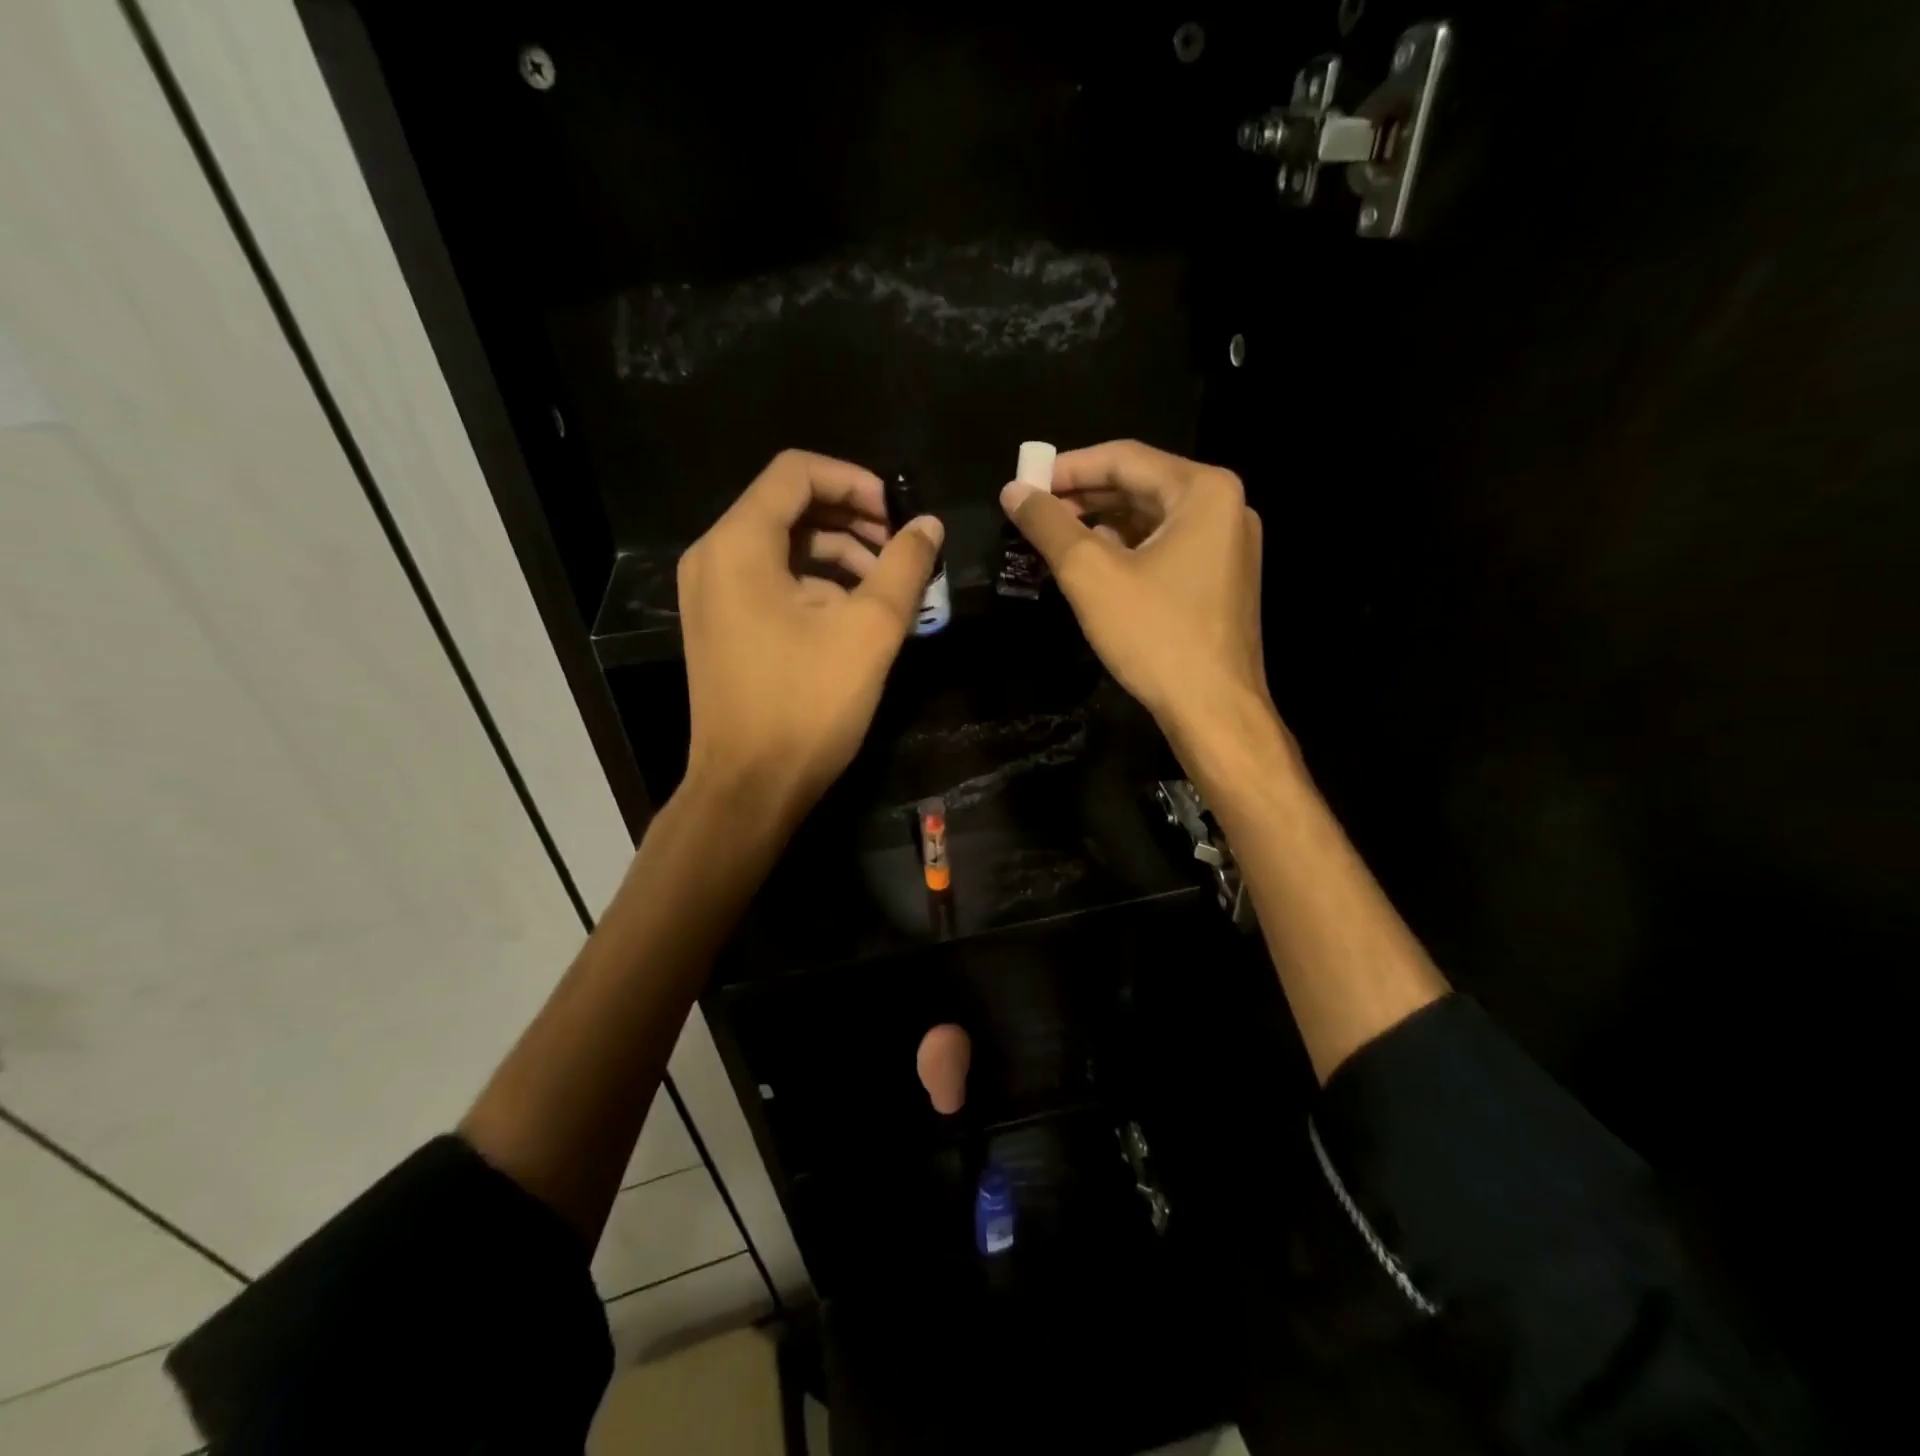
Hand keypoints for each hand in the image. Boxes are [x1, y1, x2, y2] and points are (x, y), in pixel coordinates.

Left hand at [679, 450, 942, 827]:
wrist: (748, 788)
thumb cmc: (806, 705)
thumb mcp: (869, 631)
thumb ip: (904, 567)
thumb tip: (928, 525)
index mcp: (739, 545)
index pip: (796, 473)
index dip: (855, 480)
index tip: (898, 515)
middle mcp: (714, 558)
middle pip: (788, 506)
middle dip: (852, 518)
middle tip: (900, 548)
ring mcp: (712, 595)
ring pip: (782, 547)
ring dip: (838, 554)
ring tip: (887, 586)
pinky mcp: (721, 627)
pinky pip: (770, 582)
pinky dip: (814, 584)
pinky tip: (853, 615)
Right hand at [999, 441, 1272, 753]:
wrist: (1214, 710)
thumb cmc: (1155, 635)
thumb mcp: (1091, 574)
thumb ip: (1049, 525)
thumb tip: (1014, 491)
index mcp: (1204, 491)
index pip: (1124, 458)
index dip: (1068, 467)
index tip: (1025, 483)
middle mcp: (1225, 508)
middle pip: (1141, 486)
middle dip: (1083, 497)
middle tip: (1034, 512)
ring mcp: (1228, 546)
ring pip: (1152, 520)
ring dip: (1102, 524)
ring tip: (1054, 539)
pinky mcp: (1221, 580)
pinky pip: (1166, 548)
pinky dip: (1127, 550)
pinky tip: (1093, 566)